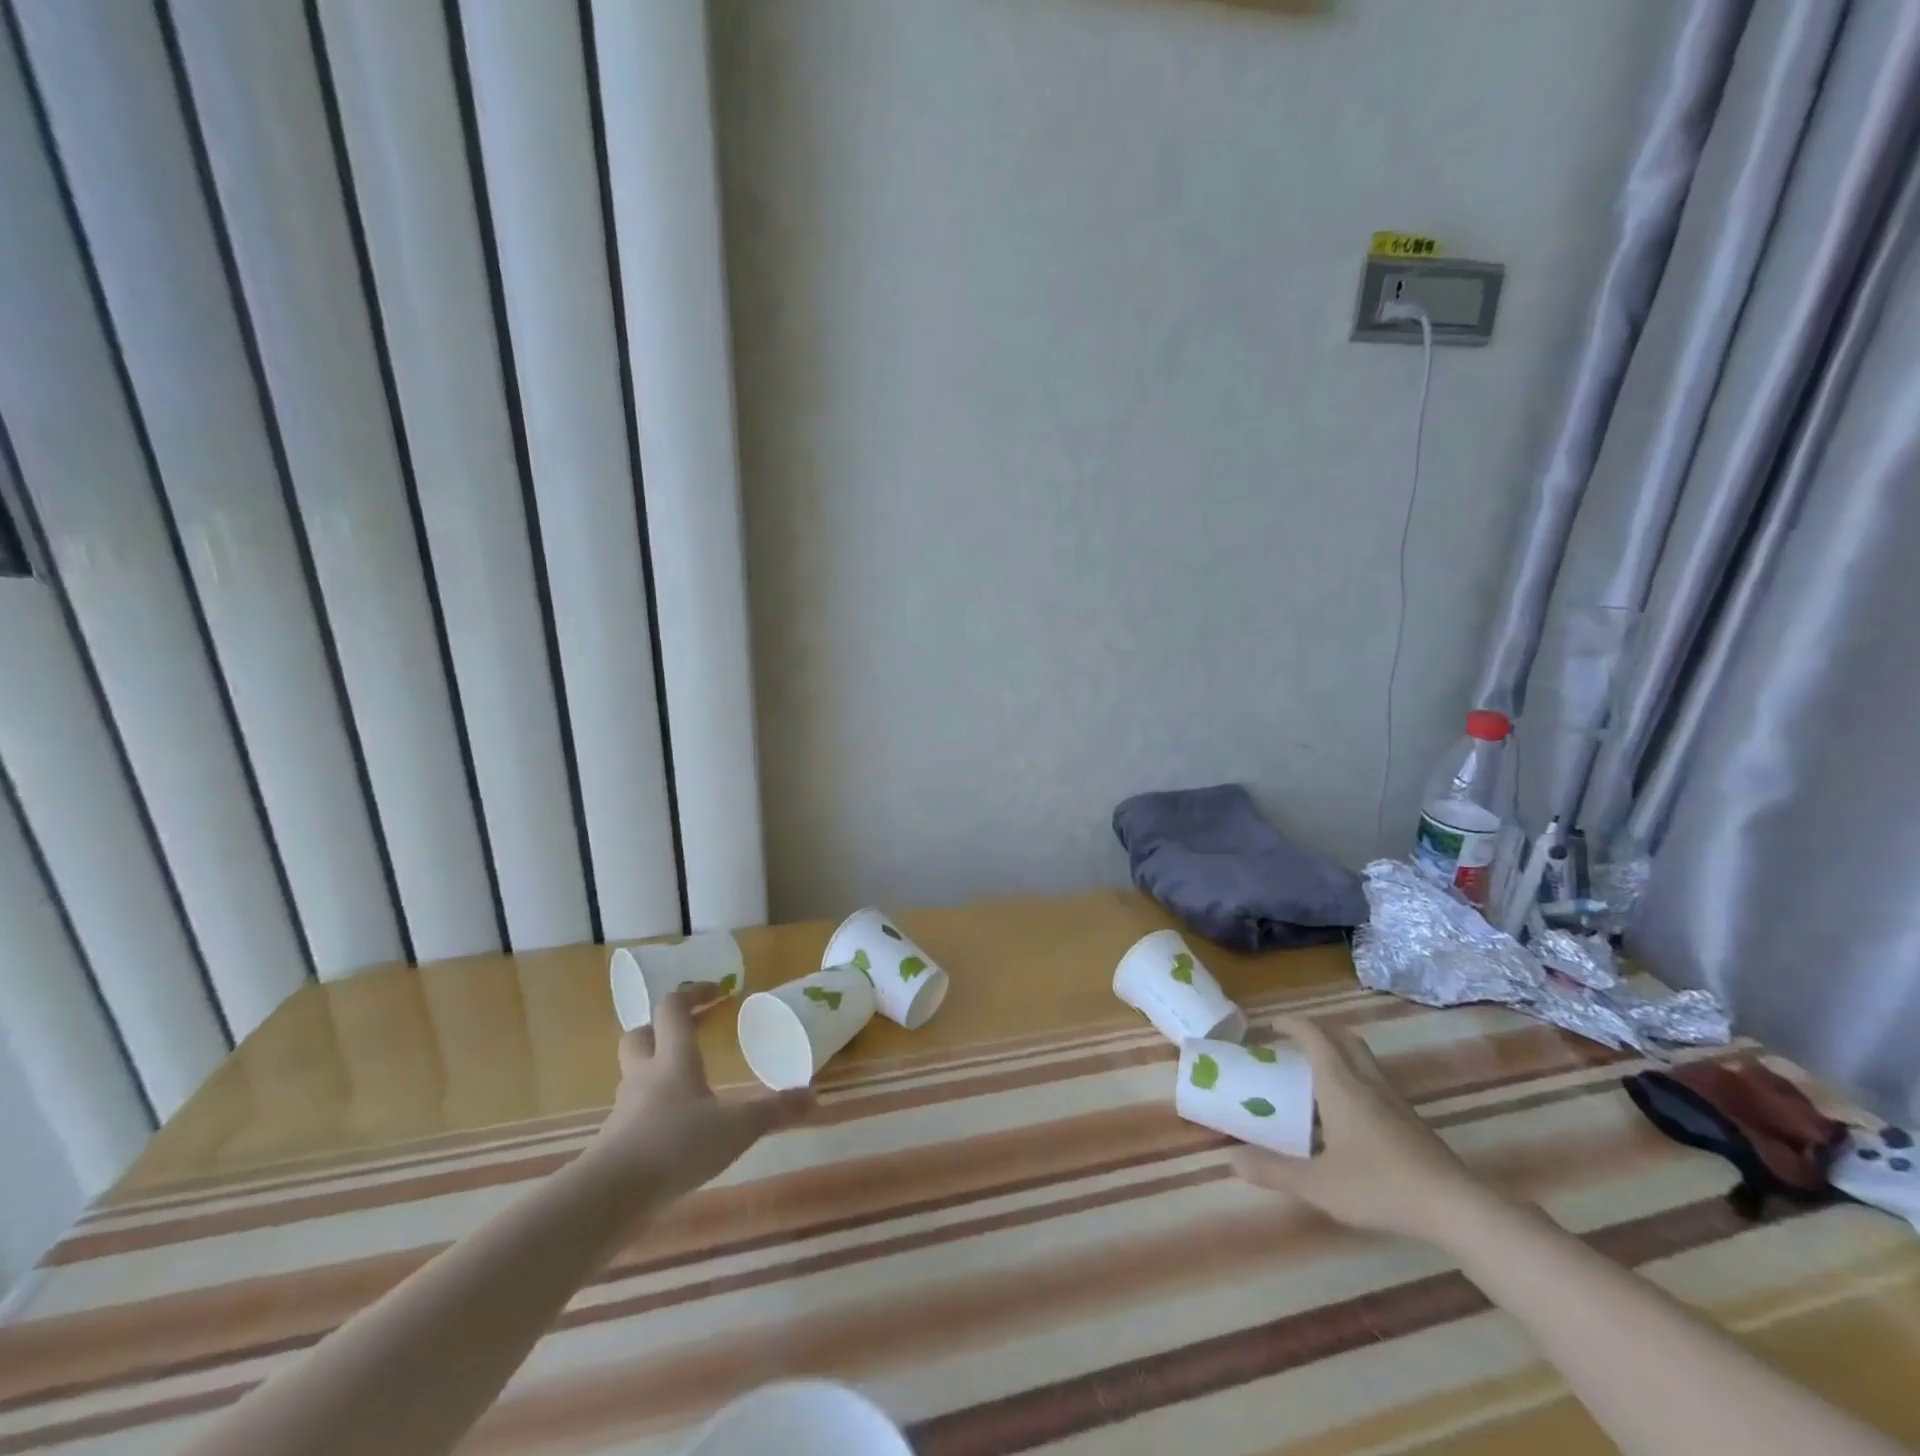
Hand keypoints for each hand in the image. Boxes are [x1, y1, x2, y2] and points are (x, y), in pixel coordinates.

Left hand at [581, 982, 813, 1203]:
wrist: (609, 1198)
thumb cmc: (676, 1145)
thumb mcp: (737, 1128)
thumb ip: (773, 1111)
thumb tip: (812, 1095)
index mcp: (673, 1059)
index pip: (673, 1008)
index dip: (693, 994)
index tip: (717, 991)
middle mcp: (644, 1075)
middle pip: (639, 1034)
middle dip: (660, 1028)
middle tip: (689, 1033)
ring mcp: (624, 1109)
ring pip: (633, 1075)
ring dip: (654, 1070)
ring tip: (685, 1085)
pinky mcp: (613, 1142)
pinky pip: (631, 1113)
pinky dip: (649, 1112)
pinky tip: (672, 1132)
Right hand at [1231, 1014, 1492, 1242]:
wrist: (1455, 1208)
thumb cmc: (1381, 1186)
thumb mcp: (1319, 1184)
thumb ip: (1274, 1171)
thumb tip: (1231, 1161)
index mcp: (1340, 1084)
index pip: (1314, 1035)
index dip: (1290, 1023)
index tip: (1269, 1026)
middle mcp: (1366, 1081)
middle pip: (1342, 1037)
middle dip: (1315, 1031)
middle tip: (1291, 1045)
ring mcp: (1393, 1098)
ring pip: (1362, 1057)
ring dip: (1336, 1053)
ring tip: (1313, 1075)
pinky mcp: (1409, 1118)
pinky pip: (1374, 1079)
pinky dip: (1353, 1077)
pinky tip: (1344, 1113)